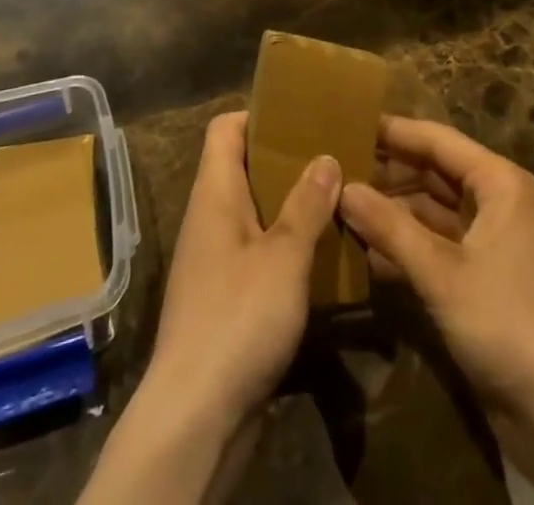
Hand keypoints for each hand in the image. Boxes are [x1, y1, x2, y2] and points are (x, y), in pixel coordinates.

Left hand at [145, 110, 342, 425]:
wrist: (195, 418)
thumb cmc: (237, 319)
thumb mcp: (283, 256)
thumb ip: (306, 205)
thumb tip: (325, 156)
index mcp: (214, 194)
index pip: (225, 129)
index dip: (259, 116)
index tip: (302, 118)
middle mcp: (210, 218)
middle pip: (244, 168)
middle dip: (287, 161)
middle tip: (334, 158)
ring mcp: (215, 260)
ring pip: (255, 213)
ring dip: (292, 207)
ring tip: (338, 202)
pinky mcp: (226, 299)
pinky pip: (257, 253)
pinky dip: (286, 247)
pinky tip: (323, 257)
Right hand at [340, 116, 533, 427]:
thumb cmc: (506, 323)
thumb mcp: (441, 273)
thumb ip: (390, 227)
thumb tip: (341, 188)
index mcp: (498, 183)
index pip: (437, 139)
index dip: (393, 131)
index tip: (347, 123)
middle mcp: (496, 200)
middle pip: (434, 170)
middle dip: (388, 170)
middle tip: (336, 166)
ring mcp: (490, 238)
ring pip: (432, 207)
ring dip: (393, 207)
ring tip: (342, 201)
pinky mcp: (482, 273)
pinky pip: (437, 241)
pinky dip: (406, 241)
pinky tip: (366, 246)